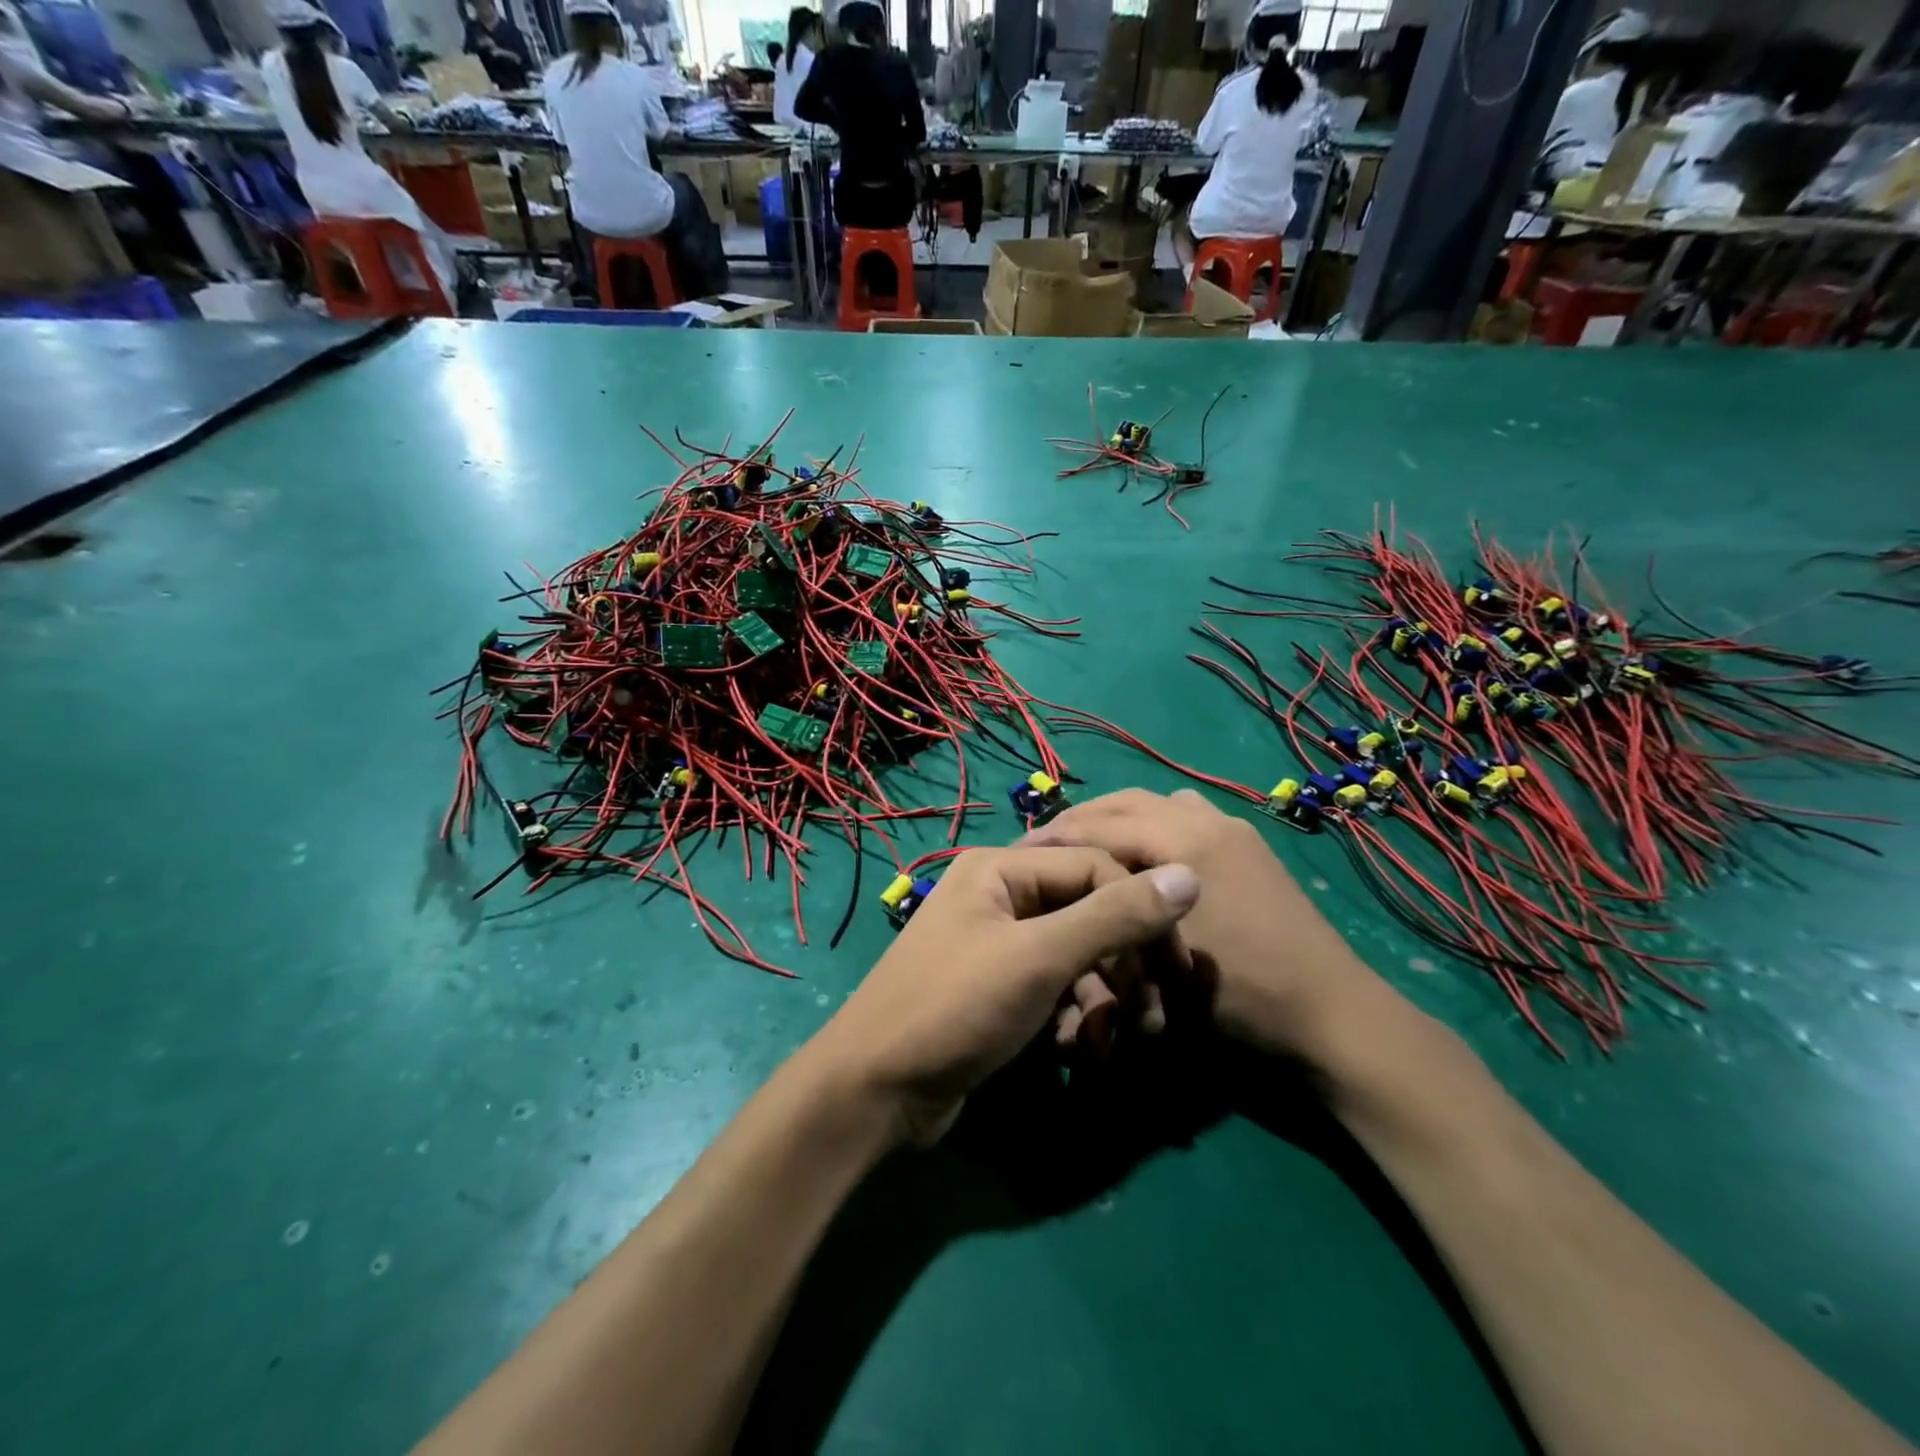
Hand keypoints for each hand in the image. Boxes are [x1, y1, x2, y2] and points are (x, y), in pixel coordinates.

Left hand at [810, 846, 1198, 1146]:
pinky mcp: (998, 991)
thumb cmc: (956, 1007)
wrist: (877, 1092)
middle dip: (1123, 966)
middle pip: (1087, 914)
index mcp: (1002, 868)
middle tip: (1153, 1015)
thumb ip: (1115, 916)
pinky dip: (1072, 1018)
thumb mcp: (1040, 957)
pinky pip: (1054, 989)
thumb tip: (1189, 876)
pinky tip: (1075, 1053)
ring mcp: (998, 946)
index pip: (1096, 868)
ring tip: (1107, 1045)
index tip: (1178, 965)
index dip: (1142, 912)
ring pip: (1075, 958)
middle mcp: (1000, 897)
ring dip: (1101, 1000)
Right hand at [1024, 789, 1402, 1070]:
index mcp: (1185, 841)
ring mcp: (1234, 832)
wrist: (1332, 1019)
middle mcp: (1208, 821)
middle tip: (1045, 845)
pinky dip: (1153, 826)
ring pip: (1158, 804)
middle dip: (1081, 819)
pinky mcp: (1248, 849)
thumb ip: (1112, 916)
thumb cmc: (1241, 998)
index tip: (1019, 852)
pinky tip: (1142, 859)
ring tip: (1087, 848)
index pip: (1101, 823)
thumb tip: (1064, 898)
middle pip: (1126, 801)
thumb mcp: (1162, 964)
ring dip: (1117, 819)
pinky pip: (1187, 818)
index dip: (1055, 836)